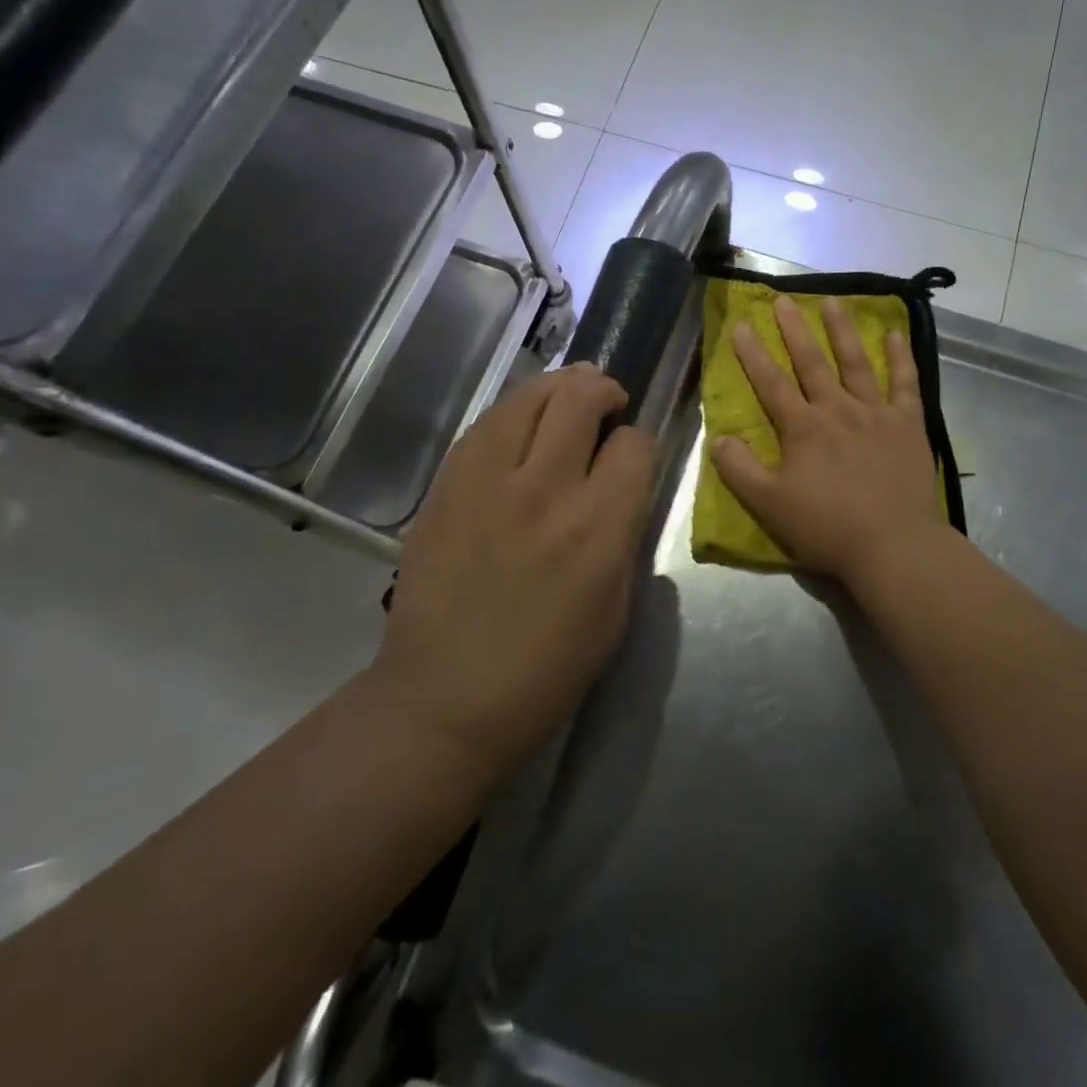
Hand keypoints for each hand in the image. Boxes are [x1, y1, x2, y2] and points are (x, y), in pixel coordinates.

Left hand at [376, 364, 657, 785]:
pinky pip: (486, 424)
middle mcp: (546, 490)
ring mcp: (487, 482)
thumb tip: (622, 487)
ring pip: (529, 396)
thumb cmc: (547, 667)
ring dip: (558, 389)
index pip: (634, 445)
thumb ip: (624, 534)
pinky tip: (519, 431)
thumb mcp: (616, 607)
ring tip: (565, 402)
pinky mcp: (446, 485)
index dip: (640, 443)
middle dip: (603, 390)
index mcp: (599, 528)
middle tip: (607, 405)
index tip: (632, 457)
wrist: (446, 697)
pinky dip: (514, 415)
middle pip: (581, 397)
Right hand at [711, 295, 945, 588]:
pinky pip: (905, 383)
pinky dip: (901, 357)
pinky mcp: (908, 425)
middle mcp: (838, 410)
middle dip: (795, 330)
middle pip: (812, 362)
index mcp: (803, 429)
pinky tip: (895, 333)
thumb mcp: (769, 505)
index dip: (753, 354)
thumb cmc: (826, 527)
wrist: (892, 545)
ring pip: (856, 363)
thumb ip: (740, 470)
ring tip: (832, 301)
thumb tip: (719, 439)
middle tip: (784, 299)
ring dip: (842, 330)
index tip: (741, 325)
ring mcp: (876, 414)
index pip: (771, 384)